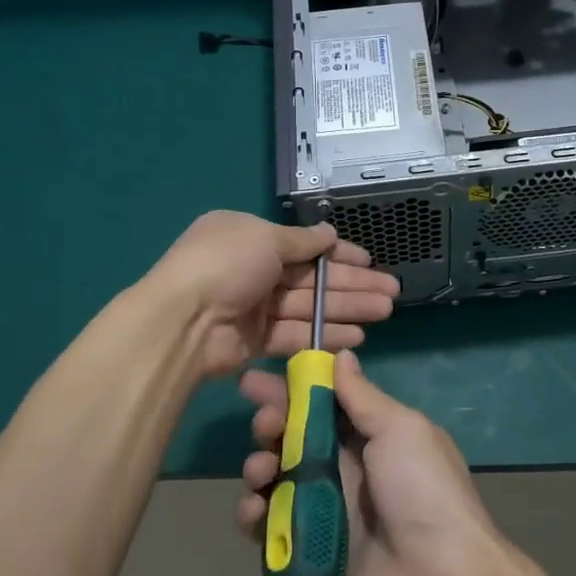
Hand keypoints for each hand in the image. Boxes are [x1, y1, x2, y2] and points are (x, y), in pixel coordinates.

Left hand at [144, 211, 399, 379]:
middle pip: (313, 277)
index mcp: (251, 237)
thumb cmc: (226, 264)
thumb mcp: (265, 238)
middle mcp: (254, 270)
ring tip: (385, 311)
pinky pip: (298, 335)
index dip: (340, 254)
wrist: (183, 321)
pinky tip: (358, 336)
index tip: (371, 261)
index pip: (305, 245)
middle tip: (392, 292)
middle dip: (353, 283)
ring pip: (311, 306)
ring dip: (348, 308)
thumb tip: (329, 233)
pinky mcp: (256, 341)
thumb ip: (302, 241)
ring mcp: (255, 307)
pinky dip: (326, 335)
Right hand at [235, 350, 504, 575]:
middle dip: (271, 424)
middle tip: (263, 423)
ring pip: (277, 479)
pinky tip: (254, 510)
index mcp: (372, 436)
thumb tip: (342, 356)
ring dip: (259, 466)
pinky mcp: (309, 551)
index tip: (258, 380)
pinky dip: (254, 515)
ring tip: (261, 469)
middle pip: (294, 438)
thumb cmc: (423, 491)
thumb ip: (364, 397)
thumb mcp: (401, 430)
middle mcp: (347, 469)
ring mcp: (326, 511)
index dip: (291, 390)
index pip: (323, 404)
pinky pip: (271, 528)